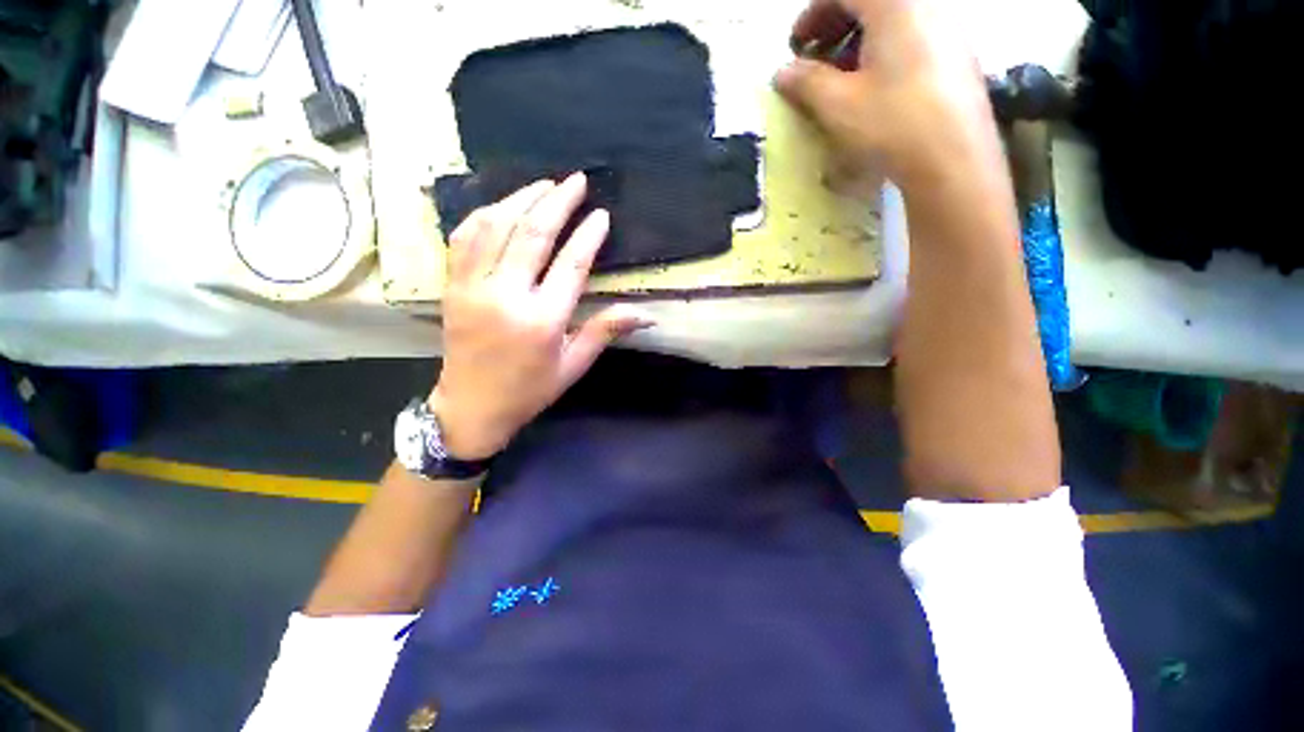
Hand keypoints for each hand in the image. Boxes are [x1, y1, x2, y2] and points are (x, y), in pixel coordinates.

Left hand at [430, 173, 651, 459]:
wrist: (472, 407)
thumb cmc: (530, 390)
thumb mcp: (574, 365)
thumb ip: (605, 331)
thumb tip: (646, 314)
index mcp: (542, 321)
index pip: (570, 265)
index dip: (588, 236)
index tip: (601, 214)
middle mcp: (506, 297)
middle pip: (532, 235)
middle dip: (557, 202)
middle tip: (577, 180)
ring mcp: (473, 288)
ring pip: (496, 227)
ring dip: (522, 199)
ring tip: (545, 183)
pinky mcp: (452, 286)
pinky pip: (464, 237)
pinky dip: (484, 214)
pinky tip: (502, 204)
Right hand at [775, 0, 1000, 192]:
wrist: (953, 160)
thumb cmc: (892, 125)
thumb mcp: (838, 105)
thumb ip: (806, 82)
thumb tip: (783, 73)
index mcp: (895, 5)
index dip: (812, 13)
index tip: (795, 46)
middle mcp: (926, 6)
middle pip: (871, 3)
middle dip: (835, 26)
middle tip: (814, 61)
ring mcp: (947, 29)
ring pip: (893, 21)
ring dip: (858, 42)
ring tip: (841, 79)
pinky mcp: (957, 56)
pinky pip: (913, 38)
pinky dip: (884, 52)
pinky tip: (874, 88)